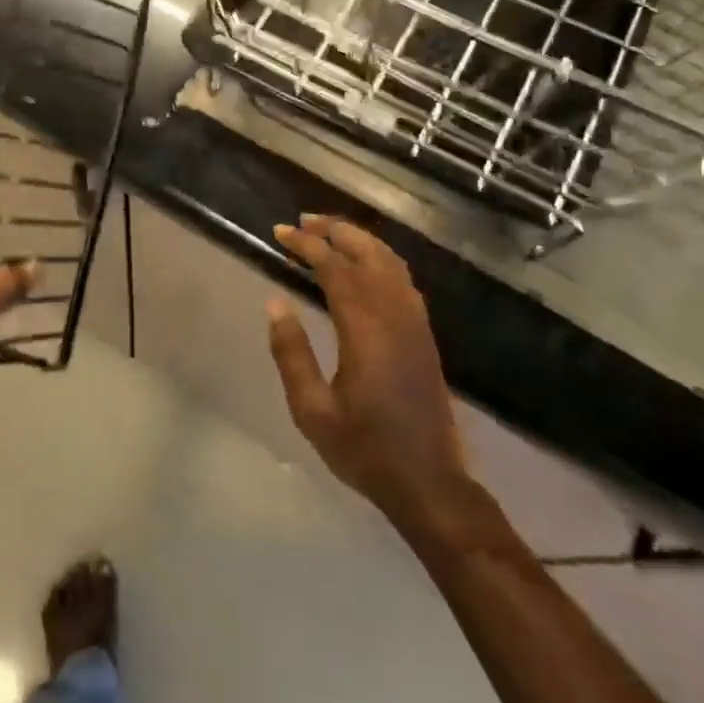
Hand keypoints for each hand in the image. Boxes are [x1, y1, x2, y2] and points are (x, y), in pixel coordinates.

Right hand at [267, 215, 473, 530]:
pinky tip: (367, 264)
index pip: (335, 268)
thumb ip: (292, 353)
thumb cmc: (364, 448)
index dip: (307, 245)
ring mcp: (415, 324)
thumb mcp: (312, 409)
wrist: (428, 482)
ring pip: (390, 263)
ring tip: (330, 232)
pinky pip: (404, 280)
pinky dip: (381, 259)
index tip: (280, 232)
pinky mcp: (425, 336)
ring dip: (360, 240)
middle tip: (303, 220)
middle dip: (335, 230)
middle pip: (367, 254)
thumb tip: (275, 304)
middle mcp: (395, 316)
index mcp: (366, 330)